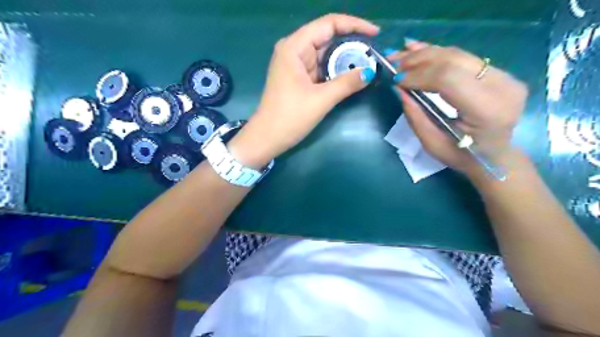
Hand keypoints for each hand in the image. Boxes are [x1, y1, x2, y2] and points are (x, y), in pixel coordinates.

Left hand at [227, 14, 376, 168]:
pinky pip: (321, 67)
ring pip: (326, 54)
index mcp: (294, 47)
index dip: (354, 25)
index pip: (328, 24)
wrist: (267, 138)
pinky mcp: (299, 77)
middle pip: (327, 37)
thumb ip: (346, 83)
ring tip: (368, 63)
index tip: (375, 33)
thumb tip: (370, 72)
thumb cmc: (289, 118)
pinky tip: (352, 74)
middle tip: (374, 53)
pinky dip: (336, 70)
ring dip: (346, 58)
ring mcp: (296, 65)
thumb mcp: (320, 100)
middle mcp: (294, 50)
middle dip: (352, 43)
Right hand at [387, 41, 525, 178]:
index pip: (448, 79)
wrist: (496, 157)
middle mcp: (502, 86)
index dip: (418, 75)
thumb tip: (399, 88)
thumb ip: (415, 115)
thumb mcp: (432, 143)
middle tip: (393, 63)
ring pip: (457, 54)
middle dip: (419, 60)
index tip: (396, 80)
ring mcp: (504, 76)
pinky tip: (417, 48)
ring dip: (425, 53)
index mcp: (487, 109)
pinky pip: (463, 57)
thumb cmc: (463, 156)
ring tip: (400, 56)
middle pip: (453, 60)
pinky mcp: (499, 72)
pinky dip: (438, 53)